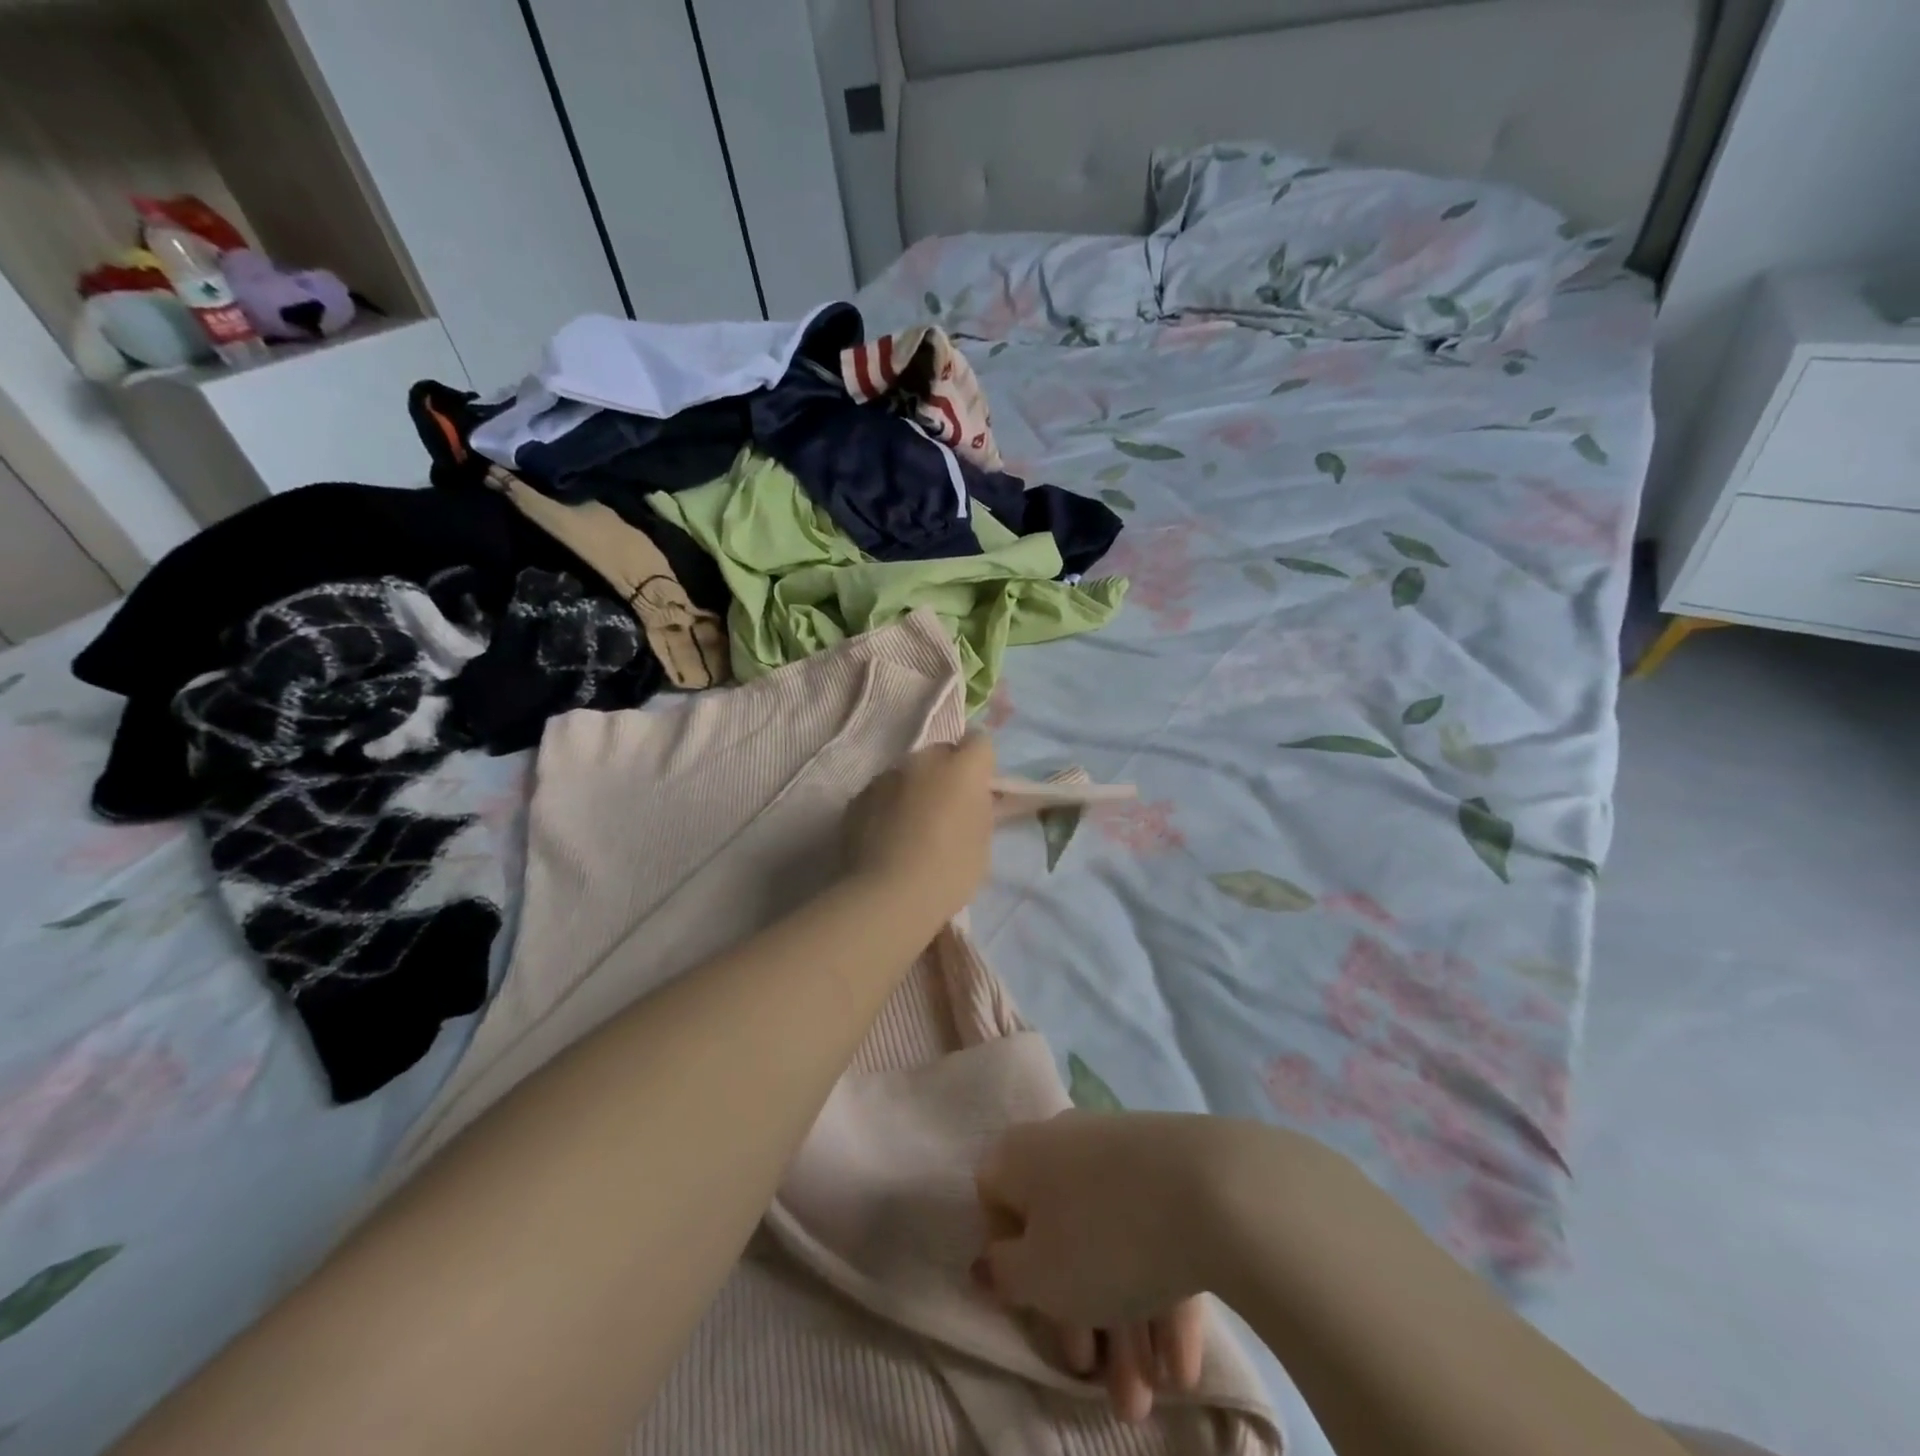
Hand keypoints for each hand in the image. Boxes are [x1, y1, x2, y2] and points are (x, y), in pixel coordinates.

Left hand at [843, 735, 996, 927]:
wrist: (889, 896)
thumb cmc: (949, 871)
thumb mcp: (982, 841)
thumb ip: (980, 808)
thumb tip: (974, 798)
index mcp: (962, 768)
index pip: (980, 742)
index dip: (980, 765)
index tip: (978, 790)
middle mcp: (923, 760)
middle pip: (940, 753)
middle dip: (946, 774)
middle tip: (946, 811)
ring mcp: (886, 776)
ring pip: (907, 773)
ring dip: (914, 789)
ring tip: (911, 828)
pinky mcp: (858, 796)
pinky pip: (881, 792)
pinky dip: (887, 806)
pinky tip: (886, 838)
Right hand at [974, 1112, 1258, 1420]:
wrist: (1209, 1189)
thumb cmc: (1102, 1238)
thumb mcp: (1039, 1277)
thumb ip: (1005, 1275)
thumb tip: (988, 1262)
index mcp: (1022, 1154)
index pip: (996, 1201)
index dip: (1008, 1261)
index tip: (1033, 1310)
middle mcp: (1064, 1144)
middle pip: (1060, 1233)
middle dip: (1080, 1318)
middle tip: (1101, 1383)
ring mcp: (1119, 1153)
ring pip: (1109, 1241)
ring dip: (1125, 1325)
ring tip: (1151, 1400)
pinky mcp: (1169, 1170)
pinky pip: (1149, 1232)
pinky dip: (1158, 1293)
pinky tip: (1181, 1365)